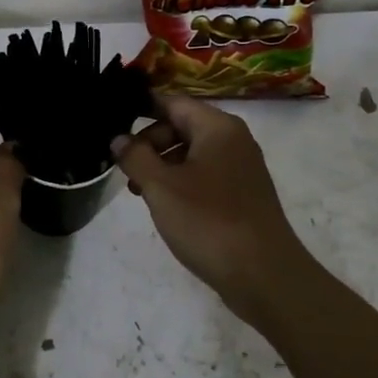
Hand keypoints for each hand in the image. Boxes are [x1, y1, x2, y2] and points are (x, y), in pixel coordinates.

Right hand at [111, 93, 315, 327]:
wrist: (264, 275)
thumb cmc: (208, 221)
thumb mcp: (161, 187)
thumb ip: (135, 157)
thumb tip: (119, 138)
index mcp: (217, 127)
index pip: (173, 102)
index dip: (141, 108)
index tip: (113, 122)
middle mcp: (233, 140)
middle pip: (182, 125)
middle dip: (149, 143)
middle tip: (125, 169)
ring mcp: (241, 167)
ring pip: (192, 153)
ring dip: (162, 165)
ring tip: (139, 191)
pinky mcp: (242, 194)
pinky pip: (205, 174)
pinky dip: (181, 182)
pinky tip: (166, 206)